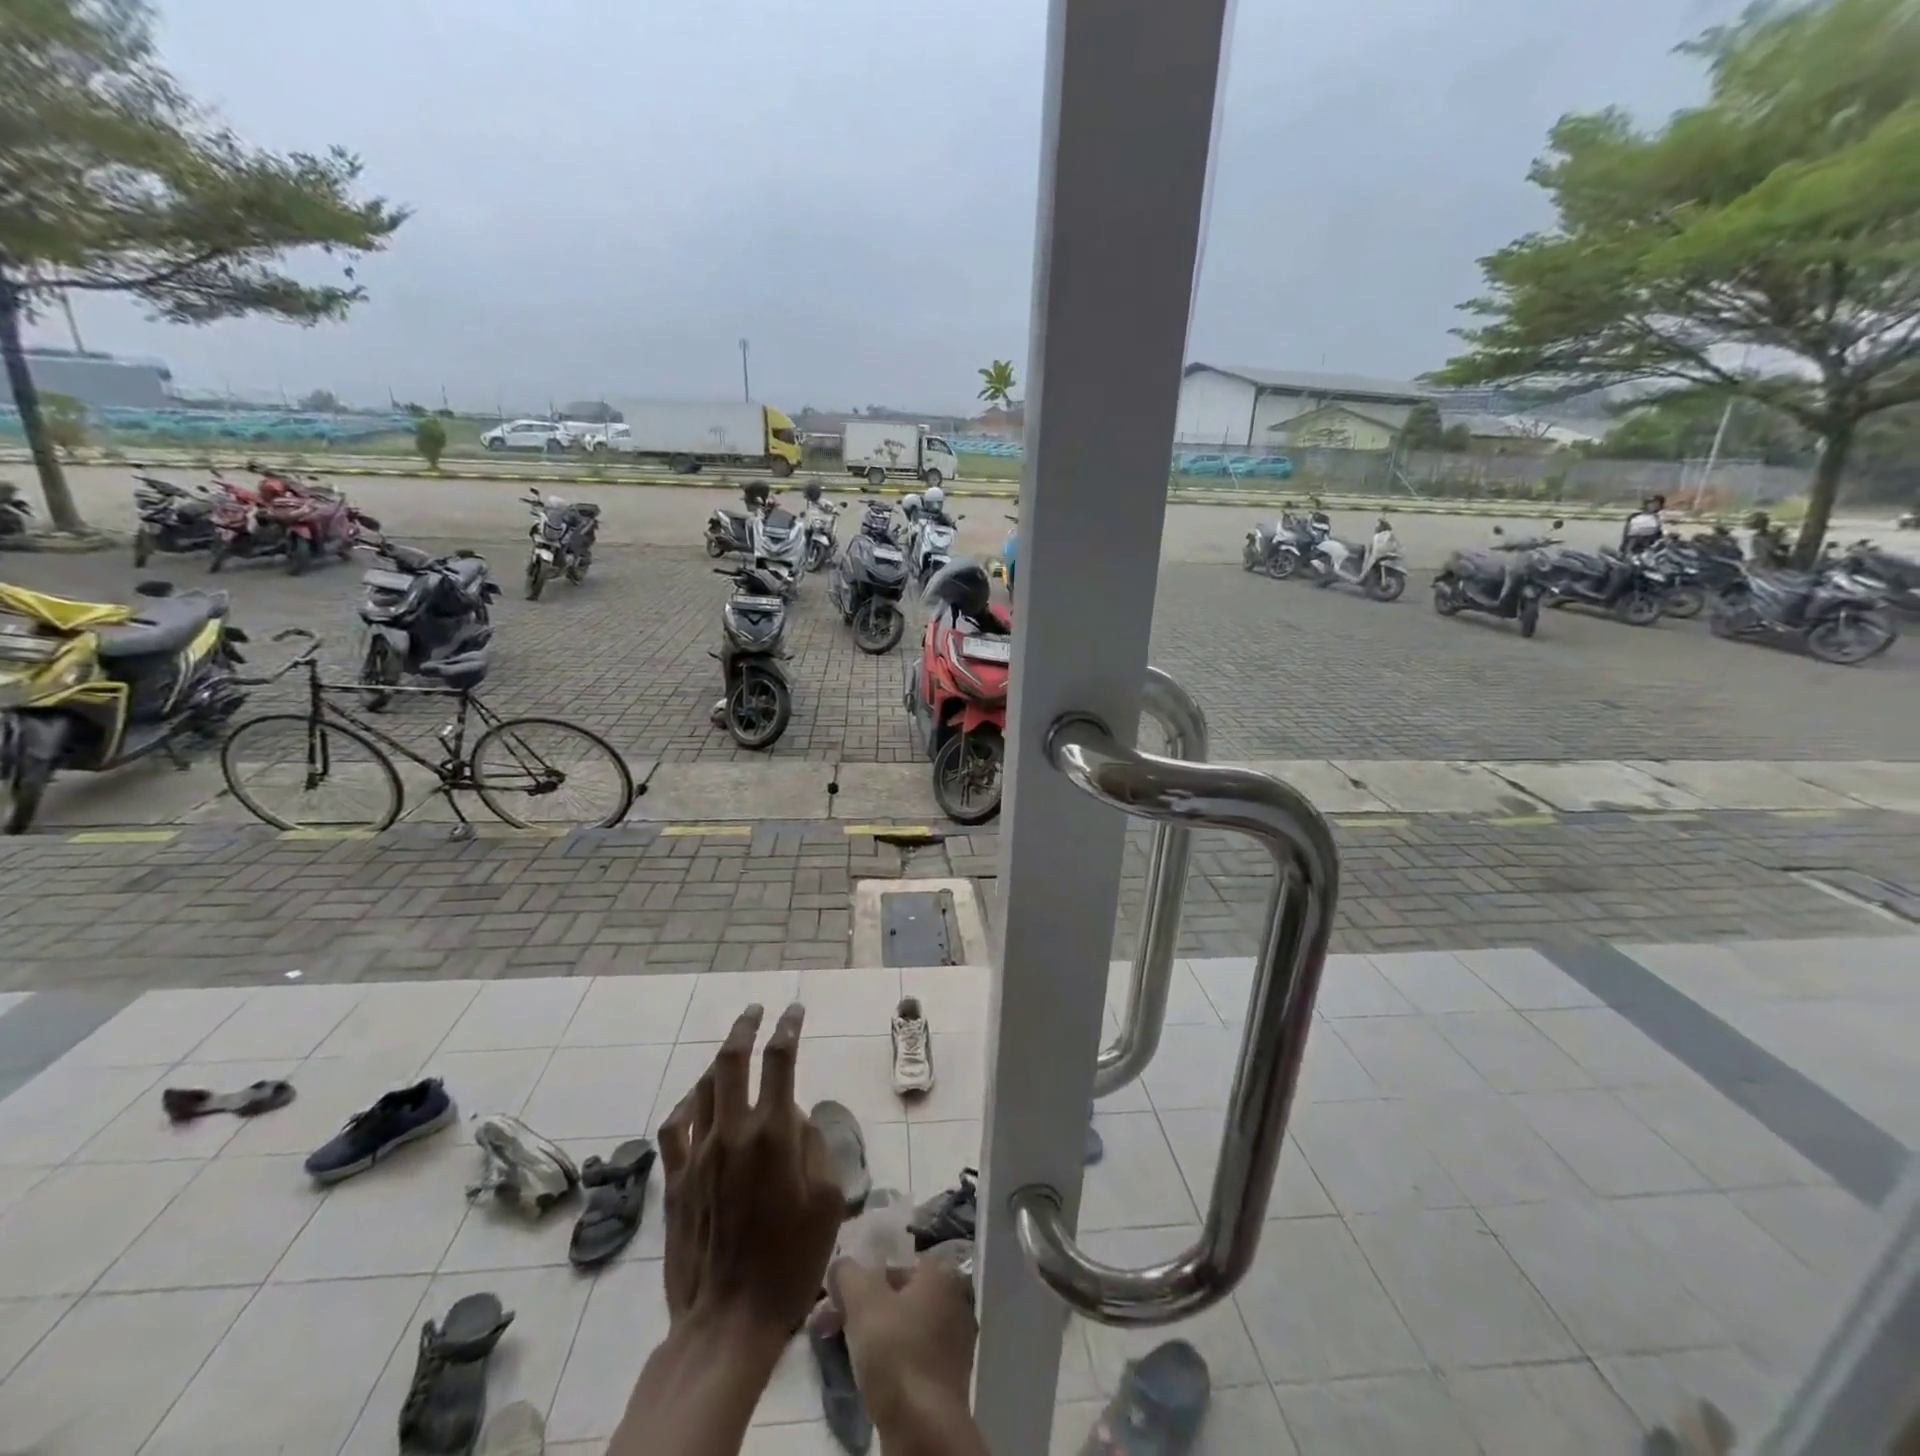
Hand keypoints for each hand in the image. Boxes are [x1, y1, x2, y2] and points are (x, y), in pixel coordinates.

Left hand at [657, 1003, 844, 1337]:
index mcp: (774, 1133)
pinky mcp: (675, 1180)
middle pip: (734, 1058)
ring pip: (704, 1086)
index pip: (781, 1059)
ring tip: (733, 1051)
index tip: (795, 1010)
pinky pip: (675, 1125)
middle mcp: (732, 1131)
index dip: (789, 1027)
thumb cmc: (791, 1261)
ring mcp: (697, 1154)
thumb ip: (816, 1145)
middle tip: (757, 1009)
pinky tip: (697, 1100)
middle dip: (747, 1026)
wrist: (727, 1321)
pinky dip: (688, 1102)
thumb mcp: (829, 1200)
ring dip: (721, 1061)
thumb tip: (798, 1119)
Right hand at [833, 1254, 977, 1423]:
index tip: (836, 1303)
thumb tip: (841, 1264)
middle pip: (897, 1297)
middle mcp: (953, 1300)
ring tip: (844, 1354)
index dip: (861, 1282)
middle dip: (861, 1311)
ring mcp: (954, 1341)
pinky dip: (890, 1362)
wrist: (923, 1427)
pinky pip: (911, 1357)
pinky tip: (870, 1377)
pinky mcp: (946, 1378)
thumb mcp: (862, 1300)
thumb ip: (848, 1273)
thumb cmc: (895, 1350)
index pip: (893, 1265)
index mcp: (940, 1274)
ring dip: (873, 1337)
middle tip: (830, 1328)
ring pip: (902, 1329)